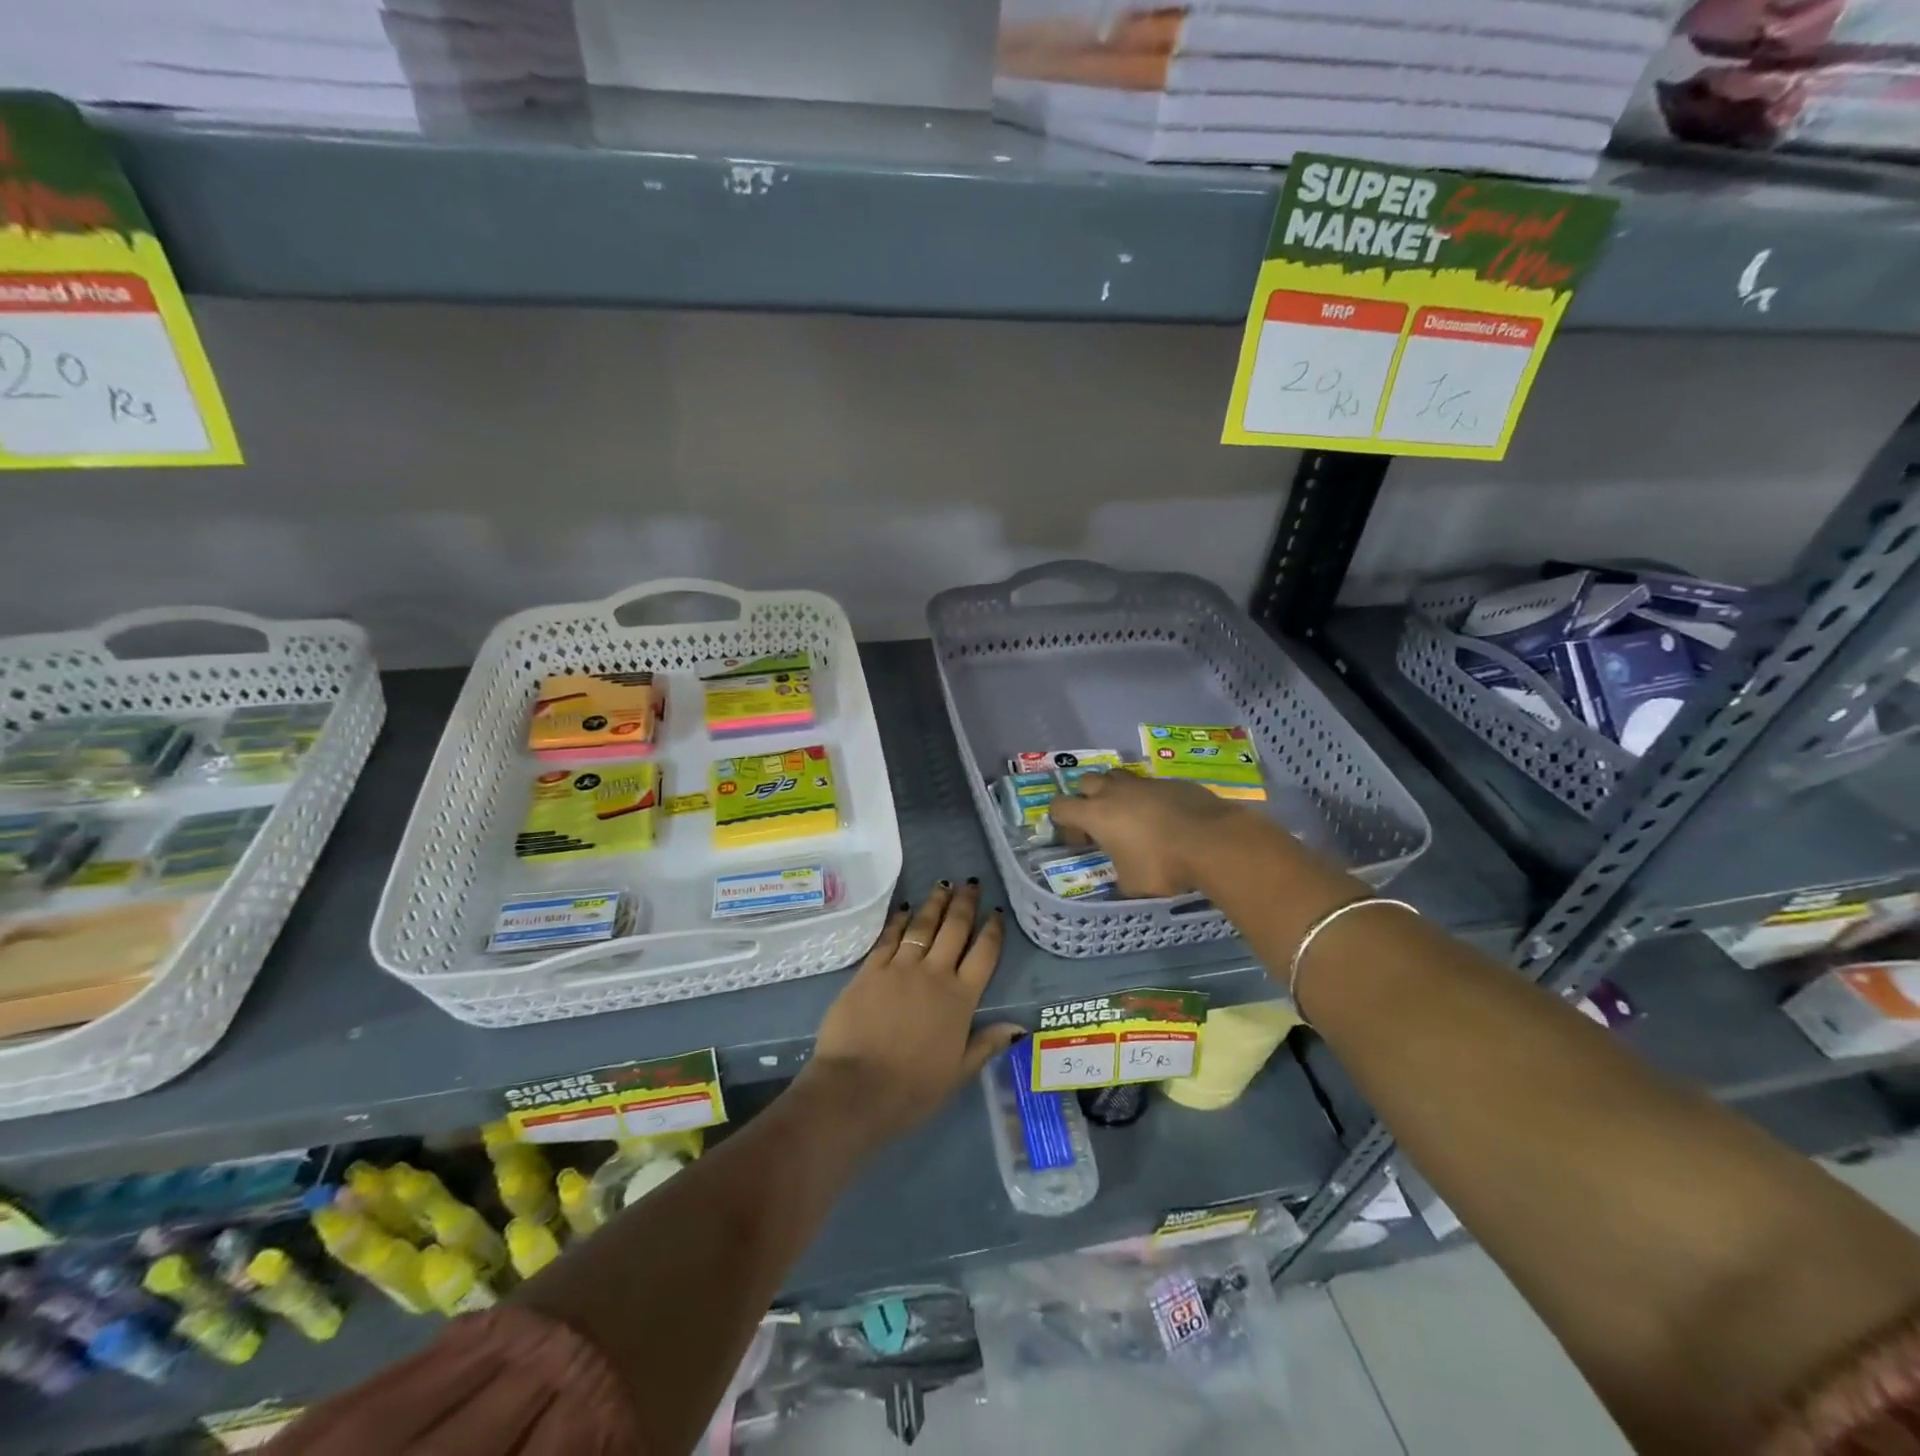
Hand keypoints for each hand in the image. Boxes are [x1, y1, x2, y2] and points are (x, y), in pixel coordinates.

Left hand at [804, 880, 1022, 1145]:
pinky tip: (906, 908)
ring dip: (935, 903)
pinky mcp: (871, 969)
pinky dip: (900, 920)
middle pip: (954, 929)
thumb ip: (986, 1044)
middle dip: (964, 904)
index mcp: (960, 999)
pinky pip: (890, 937)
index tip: (996, 912)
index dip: (992, 931)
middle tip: (971, 883)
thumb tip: (1019, 1027)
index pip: (984, 955)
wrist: (856, 1088)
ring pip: (923, 925)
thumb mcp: (958, 1073)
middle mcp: (934, 974)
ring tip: (943, 884)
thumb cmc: (912, 1089)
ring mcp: (900, 967)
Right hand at [1048, 770, 1244, 897]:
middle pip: (1085, 782)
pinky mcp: (1170, 782)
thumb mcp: (1132, 883)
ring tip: (1129, 814)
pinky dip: (1148, 797)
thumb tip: (1122, 876)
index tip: (1080, 839)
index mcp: (1095, 814)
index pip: (1059, 806)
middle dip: (1086, 798)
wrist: (1212, 841)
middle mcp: (1114, 792)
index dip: (1062, 821)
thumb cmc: (1162, 865)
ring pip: (1116, 776)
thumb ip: (1119, 876)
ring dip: (1115, 791)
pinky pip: (1149, 784)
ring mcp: (1144, 783)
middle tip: (1100, 822)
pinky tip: (1163, 816)